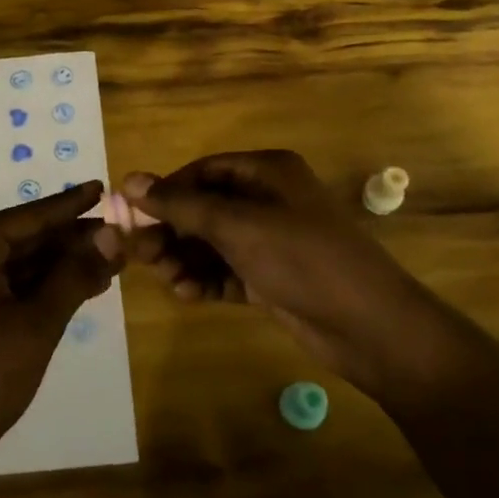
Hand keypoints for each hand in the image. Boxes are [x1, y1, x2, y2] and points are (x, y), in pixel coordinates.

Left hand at [0, 181, 119, 468]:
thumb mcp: (37, 323)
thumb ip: (75, 275)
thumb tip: (114, 236)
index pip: (28, 217)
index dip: (70, 205)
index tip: (103, 188)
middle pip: (24, 238)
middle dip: (71, 240)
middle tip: (118, 234)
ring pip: (18, 263)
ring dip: (61, 265)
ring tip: (110, 261)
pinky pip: (7, 285)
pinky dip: (42, 286)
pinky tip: (80, 286)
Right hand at [118, 151, 423, 394]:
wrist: (369, 326)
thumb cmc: (302, 259)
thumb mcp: (238, 226)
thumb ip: (181, 205)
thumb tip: (129, 180)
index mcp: (268, 172)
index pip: (203, 171)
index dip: (167, 190)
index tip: (133, 215)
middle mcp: (268, 200)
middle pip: (205, 208)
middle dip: (172, 230)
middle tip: (141, 254)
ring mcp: (271, 241)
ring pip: (213, 243)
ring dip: (185, 258)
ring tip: (166, 278)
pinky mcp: (271, 277)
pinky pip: (227, 271)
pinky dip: (205, 280)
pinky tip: (187, 294)